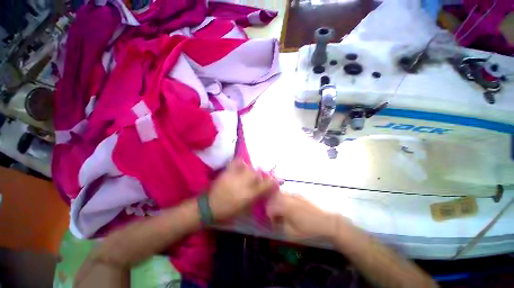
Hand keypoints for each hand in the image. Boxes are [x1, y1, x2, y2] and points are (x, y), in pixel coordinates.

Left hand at [209, 160, 277, 220]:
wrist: (209, 207)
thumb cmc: (228, 211)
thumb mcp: (245, 208)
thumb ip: (257, 198)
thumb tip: (266, 191)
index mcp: (249, 195)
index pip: (265, 185)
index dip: (273, 182)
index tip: (276, 181)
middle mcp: (243, 183)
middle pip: (257, 174)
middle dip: (261, 176)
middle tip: (259, 179)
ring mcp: (235, 176)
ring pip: (249, 168)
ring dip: (251, 171)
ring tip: (249, 174)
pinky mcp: (227, 172)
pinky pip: (236, 162)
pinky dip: (241, 163)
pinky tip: (242, 166)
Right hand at [266, 192, 344, 240]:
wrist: (327, 223)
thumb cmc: (310, 229)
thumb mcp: (293, 233)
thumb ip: (281, 225)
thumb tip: (276, 221)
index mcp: (285, 207)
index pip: (270, 208)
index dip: (269, 216)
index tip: (272, 224)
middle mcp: (288, 198)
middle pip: (274, 198)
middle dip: (271, 207)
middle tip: (274, 216)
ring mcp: (294, 195)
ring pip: (280, 194)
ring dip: (277, 202)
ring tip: (280, 212)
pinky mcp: (300, 195)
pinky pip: (288, 194)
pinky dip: (284, 199)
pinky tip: (288, 207)